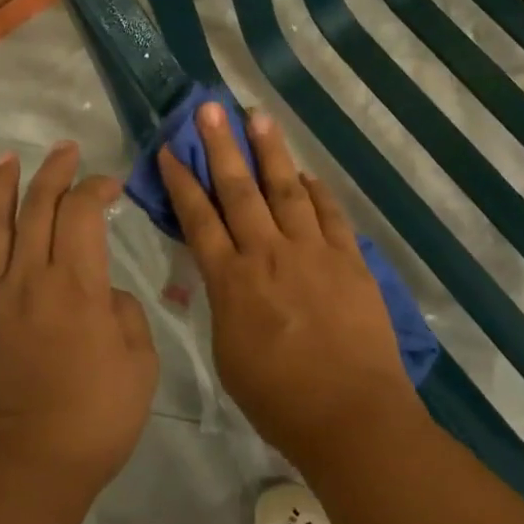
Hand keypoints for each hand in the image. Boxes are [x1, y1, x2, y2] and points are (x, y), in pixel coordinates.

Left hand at [0, 141, 158, 502]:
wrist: (30, 469)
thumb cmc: (97, 417)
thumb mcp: (140, 362)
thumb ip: (125, 313)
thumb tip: (103, 296)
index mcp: (76, 285)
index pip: (82, 213)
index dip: (96, 188)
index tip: (112, 184)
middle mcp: (29, 279)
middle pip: (37, 208)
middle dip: (53, 172)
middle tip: (65, 150)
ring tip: (4, 159)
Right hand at [156, 103, 420, 465]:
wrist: (351, 415)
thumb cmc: (279, 400)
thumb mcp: (229, 354)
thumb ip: (223, 304)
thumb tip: (222, 273)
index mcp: (231, 281)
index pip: (198, 219)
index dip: (182, 182)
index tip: (171, 149)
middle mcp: (268, 254)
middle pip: (239, 190)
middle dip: (221, 146)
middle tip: (210, 108)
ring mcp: (312, 252)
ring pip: (286, 189)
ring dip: (270, 151)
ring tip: (258, 117)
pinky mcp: (349, 259)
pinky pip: (329, 214)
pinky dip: (316, 191)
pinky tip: (305, 173)